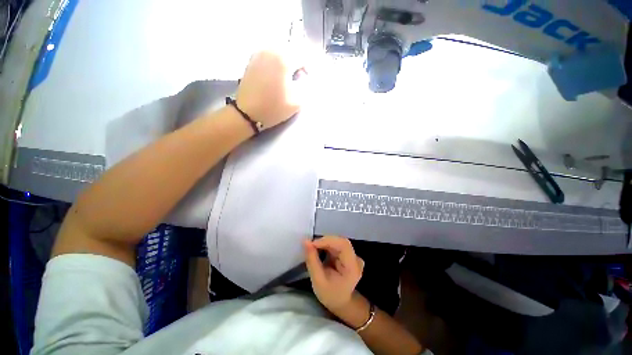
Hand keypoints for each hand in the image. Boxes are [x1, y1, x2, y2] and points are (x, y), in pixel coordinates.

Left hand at [236, 50, 305, 130]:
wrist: (248, 113)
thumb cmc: (274, 107)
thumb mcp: (298, 101)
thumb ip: (305, 85)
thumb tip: (302, 76)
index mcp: (284, 58)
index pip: (303, 56)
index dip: (307, 68)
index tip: (305, 81)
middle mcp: (271, 50)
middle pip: (290, 51)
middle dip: (296, 63)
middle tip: (296, 79)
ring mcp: (259, 54)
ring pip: (279, 52)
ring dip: (285, 63)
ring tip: (285, 78)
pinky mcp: (252, 60)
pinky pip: (269, 56)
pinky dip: (275, 63)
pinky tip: (274, 77)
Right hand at [304, 236, 363, 311]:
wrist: (342, 303)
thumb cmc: (330, 295)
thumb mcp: (318, 281)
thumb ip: (312, 261)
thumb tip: (306, 241)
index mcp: (353, 267)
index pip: (343, 245)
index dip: (327, 240)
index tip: (312, 244)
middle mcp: (355, 258)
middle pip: (340, 241)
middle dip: (324, 241)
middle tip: (310, 246)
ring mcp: (353, 255)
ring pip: (338, 241)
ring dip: (324, 242)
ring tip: (313, 248)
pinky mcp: (348, 254)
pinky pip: (336, 244)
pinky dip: (326, 245)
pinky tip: (319, 250)